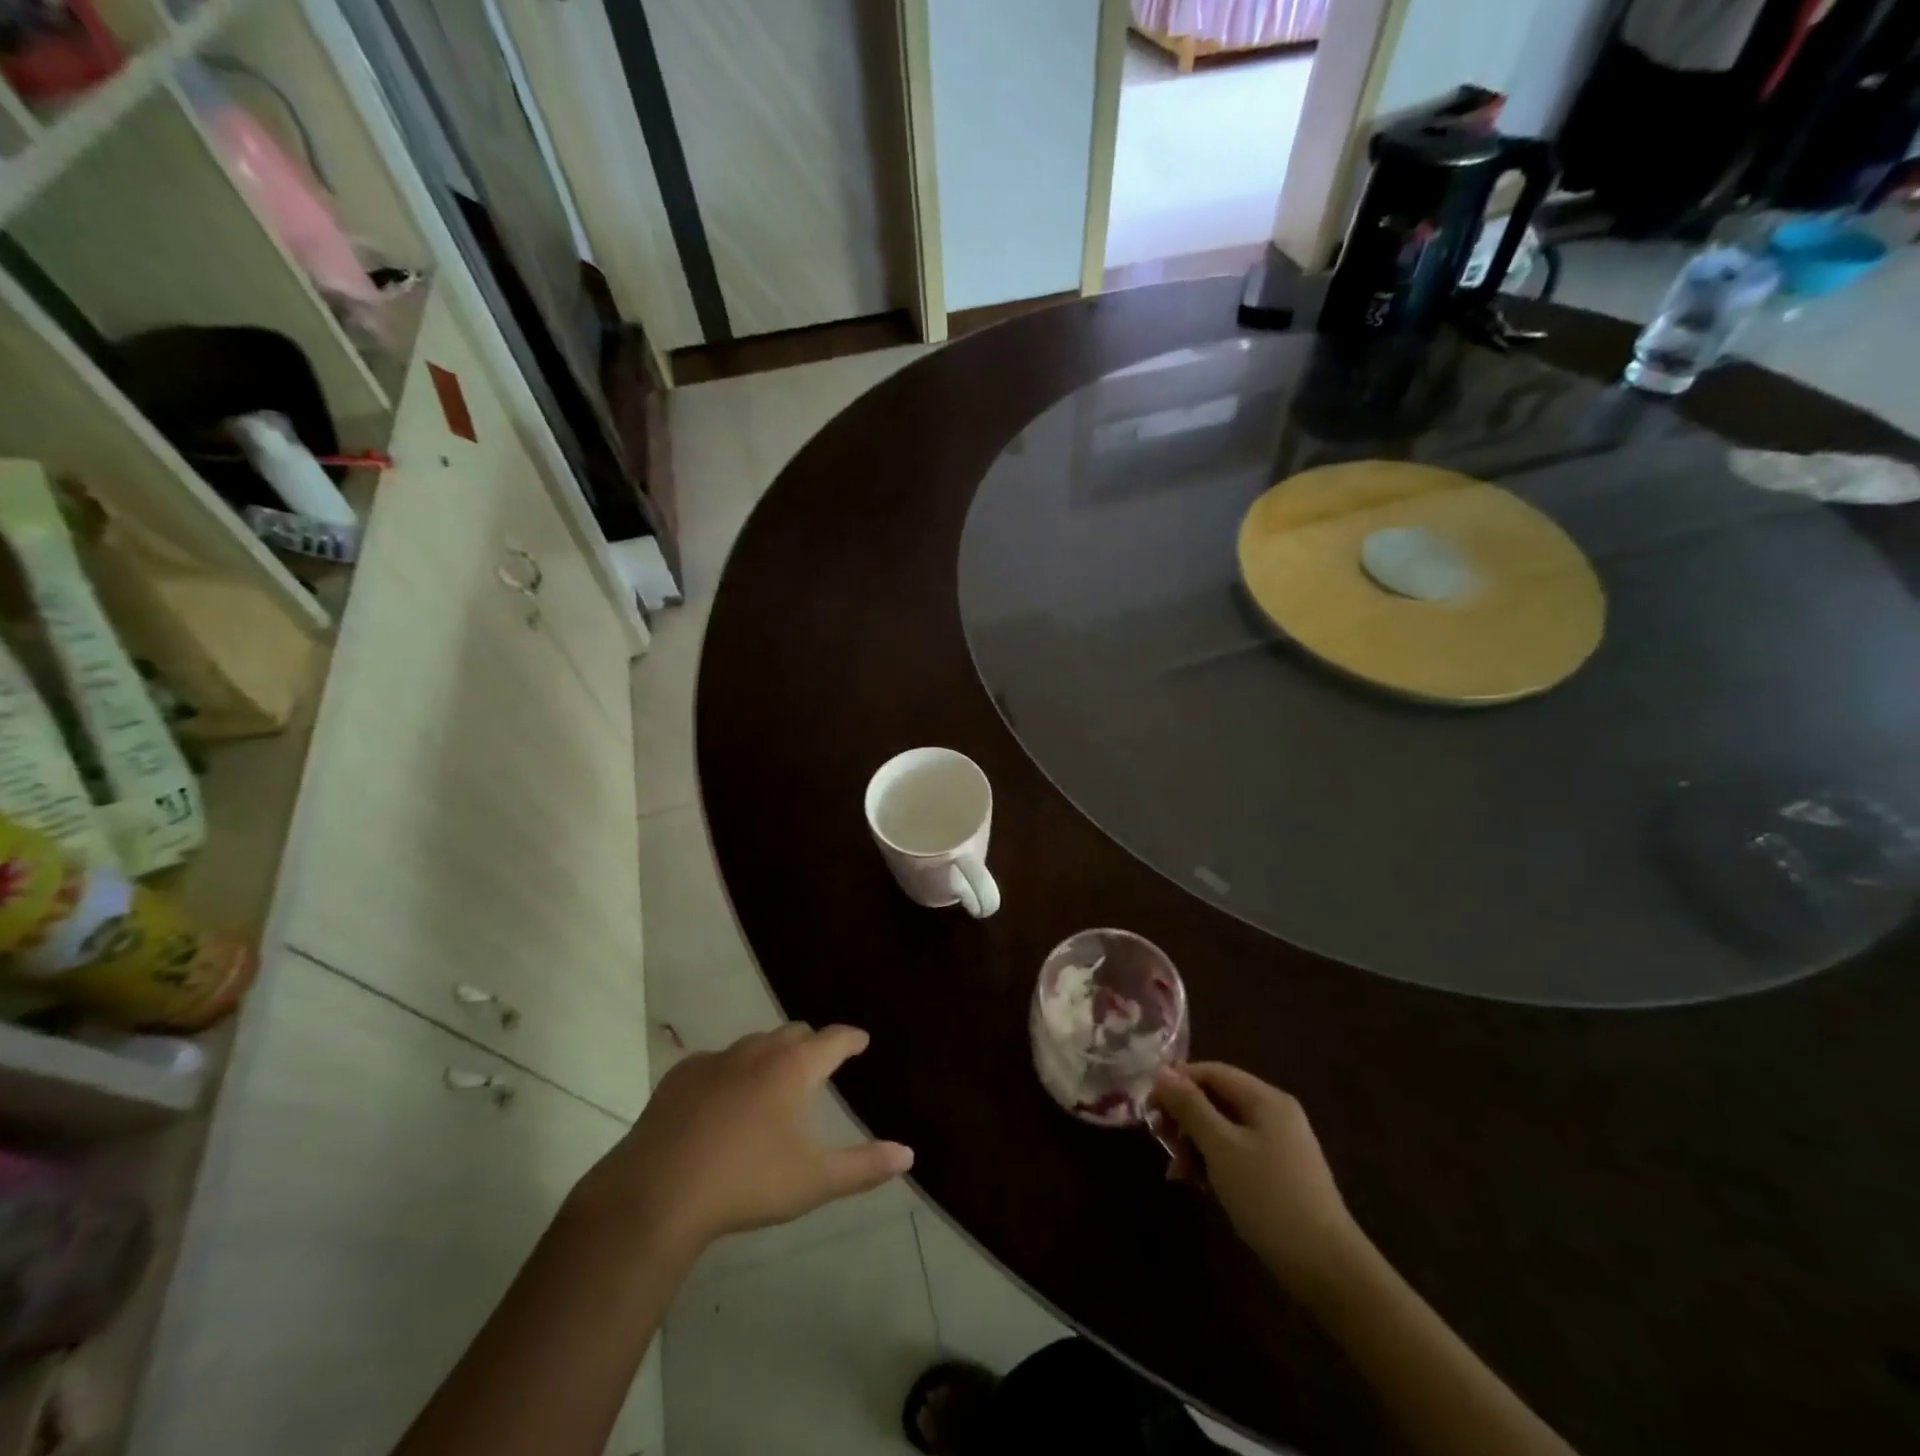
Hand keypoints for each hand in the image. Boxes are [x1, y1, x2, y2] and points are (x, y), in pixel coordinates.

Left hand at [569, 1024, 912, 1256]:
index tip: (861, 1040)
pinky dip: (730, 1072)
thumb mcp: (813, 1181)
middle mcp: (758, 1051)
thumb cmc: (747, 1183)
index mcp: (794, 1068)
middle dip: (811, 1043)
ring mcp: (716, 1059)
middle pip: (794, 1033)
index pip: (833, 1039)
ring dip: (770, 1056)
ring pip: (754, 1044)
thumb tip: (908, 1153)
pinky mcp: (681, 1075)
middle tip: (819, 1063)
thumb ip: (863, 1166)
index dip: (851, 1038)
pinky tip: (722, 1101)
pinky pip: (716, 1062)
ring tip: (772, 1082)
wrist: (658, 1193)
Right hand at [1151, 1062, 1364, 1300]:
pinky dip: (1214, 1161)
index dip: (1177, 1083)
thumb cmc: (1268, 1198)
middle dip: (1185, 1117)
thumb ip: (1190, 1106)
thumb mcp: (1221, 1148)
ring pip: (1224, 1128)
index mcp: (1265, 1098)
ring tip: (1177, 1172)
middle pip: (1217, 1098)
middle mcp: (1275, 1112)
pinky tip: (1199, 1185)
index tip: (1149, 1108)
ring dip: (1196, 1143)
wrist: (1328, 1268)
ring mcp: (1280, 1144)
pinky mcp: (1280, 1173)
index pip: (1211, 1071)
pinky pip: (1237, 1151)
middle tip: (1160, 1141)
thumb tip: (1161, 1071)